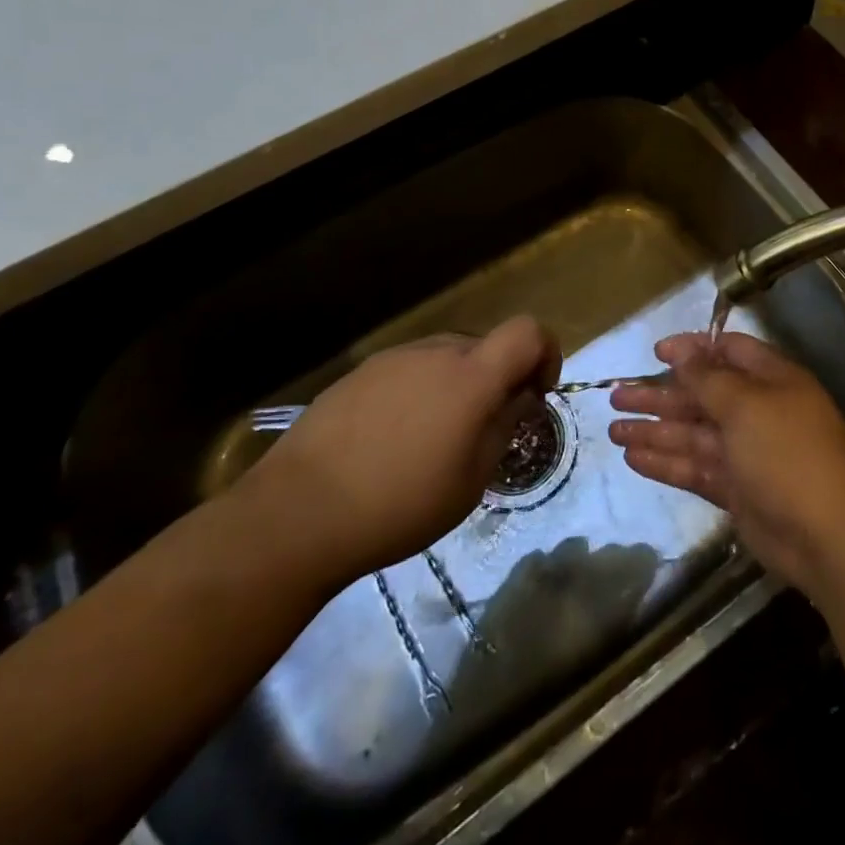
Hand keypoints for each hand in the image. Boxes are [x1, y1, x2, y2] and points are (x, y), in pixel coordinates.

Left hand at [246, 316, 560, 585]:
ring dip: (456, 386)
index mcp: (471, 376)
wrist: (298, 512)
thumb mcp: (471, 481)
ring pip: (445, 358)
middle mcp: (436, 352)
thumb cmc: (399, 504)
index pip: (528, 332)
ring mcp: (394, 358)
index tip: (536, 393)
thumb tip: (520, 398)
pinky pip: (409, 370)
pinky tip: (392, 439)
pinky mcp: (360, 372)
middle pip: (486, 347)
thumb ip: (504, 427)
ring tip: (432, 440)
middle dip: (498, 379)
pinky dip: (419, 392)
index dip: (545, 353)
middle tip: (483, 430)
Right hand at [609, 331, 844, 597]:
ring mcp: (746, 453)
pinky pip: (695, 468)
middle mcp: (758, 411)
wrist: (826, 536)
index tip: (656, 353)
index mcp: (771, 381)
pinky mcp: (736, 489)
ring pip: (693, 434)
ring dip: (654, 430)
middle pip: (702, 395)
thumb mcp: (745, 405)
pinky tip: (633, 459)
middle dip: (660, 395)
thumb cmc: (786, 453)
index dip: (692, 349)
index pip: (728, 352)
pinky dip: (666, 462)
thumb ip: (708, 378)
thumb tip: (682, 349)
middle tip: (616, 397)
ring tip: (613, 430)